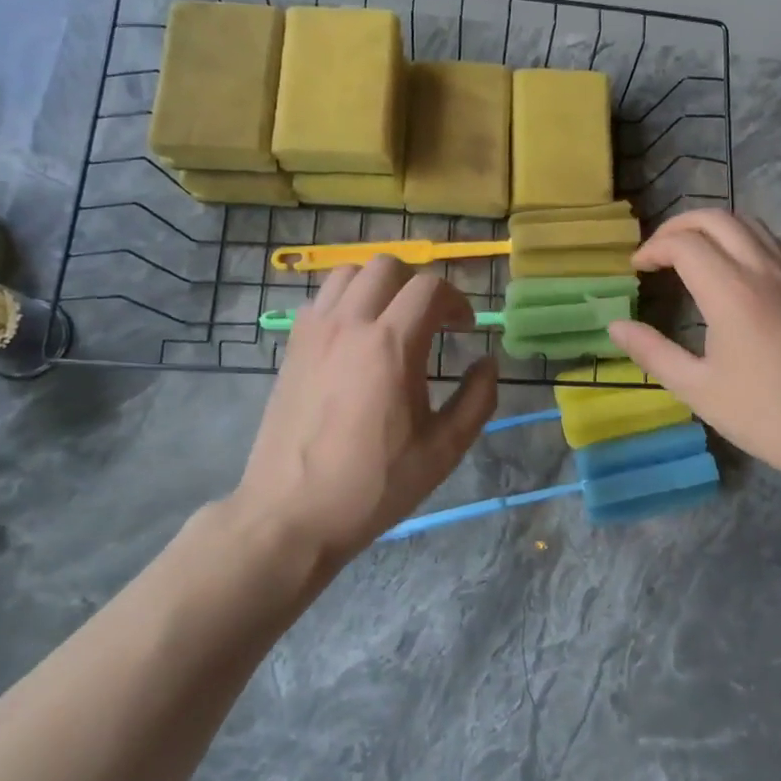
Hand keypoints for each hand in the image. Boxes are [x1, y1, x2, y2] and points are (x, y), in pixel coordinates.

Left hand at [229, 258, 497, 559]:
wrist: (292, 514)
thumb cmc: (374, 485)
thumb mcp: (443, 450)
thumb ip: (477, 399)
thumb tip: (488, 363)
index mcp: (392, 345)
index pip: (430, 288)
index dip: (457, 301)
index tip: (465, 328)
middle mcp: (350, 324)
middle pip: (388, 266)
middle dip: (418, 284)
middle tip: (431, 320)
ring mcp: (314, 332)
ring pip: (349, 273)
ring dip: (378, 285)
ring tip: (391, 319)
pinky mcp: (292, 347)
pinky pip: (321, 298)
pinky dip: (345, 301)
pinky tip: (354, 337)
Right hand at [608, 211, 780, 483]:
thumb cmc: (762, 413)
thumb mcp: (696, 389)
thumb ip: (652, 352)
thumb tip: (615, 326)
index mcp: (731, 293)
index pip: (684, 244)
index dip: (653, 249)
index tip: (637, 269)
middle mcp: (763, 270)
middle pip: (715, 219)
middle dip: (678, 227)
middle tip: (657, 253)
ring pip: (749, 223)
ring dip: (713, 228)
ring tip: (692, 253)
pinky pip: (779, 242)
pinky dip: (752, 240)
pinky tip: (743, 265)